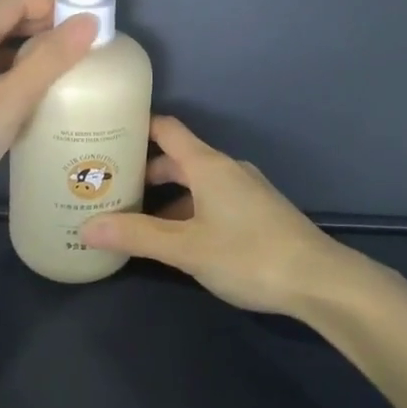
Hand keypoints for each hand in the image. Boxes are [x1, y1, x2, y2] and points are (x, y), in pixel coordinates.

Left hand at [0, 0, 97, 232]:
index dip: (56, 7)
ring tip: (71, 84)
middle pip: (11, 24)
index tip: (91, 30)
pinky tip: (36, 110)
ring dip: (36, 61)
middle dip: (50, 34)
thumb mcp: (8, 100)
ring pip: (3, 55)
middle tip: (89, 59)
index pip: (19, 0)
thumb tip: (89, 21)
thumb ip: (49, 60)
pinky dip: (18, 85)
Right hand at [80, 115, 371, 318]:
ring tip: (134, 218)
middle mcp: (226, 169)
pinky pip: (212, 199)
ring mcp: (245, 190)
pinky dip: (188, 210)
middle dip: (144, 171)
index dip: (138, 127)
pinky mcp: (257, 212)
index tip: (106, 136)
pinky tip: (176, 239)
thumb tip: (87, 227)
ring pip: (196, 183)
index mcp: (208, 165)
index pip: (167, 129)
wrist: (319, 280)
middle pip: (178, 158)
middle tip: (110, 188)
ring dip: (166, 196)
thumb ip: (137, 236)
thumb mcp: (187, 248)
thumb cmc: (249, 255)